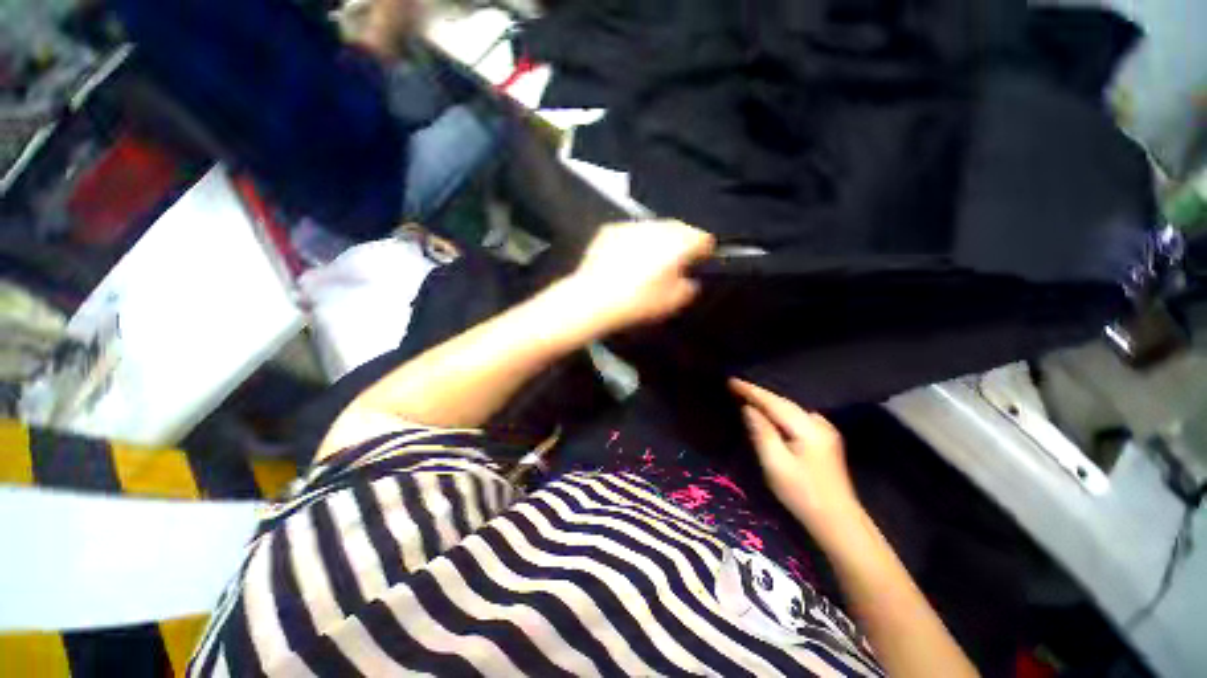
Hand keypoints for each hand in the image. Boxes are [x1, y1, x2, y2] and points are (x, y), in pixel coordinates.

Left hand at [566, 220, 714, 333]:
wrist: (593, 299)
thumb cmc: (637, 303)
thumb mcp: (672, 303)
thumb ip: (689, 288)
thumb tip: (689, 280)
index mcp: (678, 244)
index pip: (703, 238)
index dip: (704, 251)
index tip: (698, 262)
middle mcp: (657, 228)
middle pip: (679, 228)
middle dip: (680, 243)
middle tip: (673, 263)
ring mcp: (632, 226)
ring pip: (654, 228)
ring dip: (657, 240)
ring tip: (647, 262)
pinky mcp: (610, 230)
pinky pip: (631, 232)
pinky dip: (634, 242)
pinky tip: (625, 260)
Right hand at [730, 379, 861, 538]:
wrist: (838, 521)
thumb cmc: (802, 494)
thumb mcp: (776, 464)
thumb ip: (761, 432)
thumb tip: (748, 408)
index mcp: (807, 428)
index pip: (773, 402)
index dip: (751, 391)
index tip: (731, 381)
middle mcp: (818, 423)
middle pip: (783, 402)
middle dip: (758, 394)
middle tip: (734, 386)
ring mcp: (824, 430)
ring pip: (789, 408)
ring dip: (768, 402)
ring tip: (747, 395)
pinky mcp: (824, 439)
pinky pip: (795, 416)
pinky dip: (779, 411)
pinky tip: (770, 412)